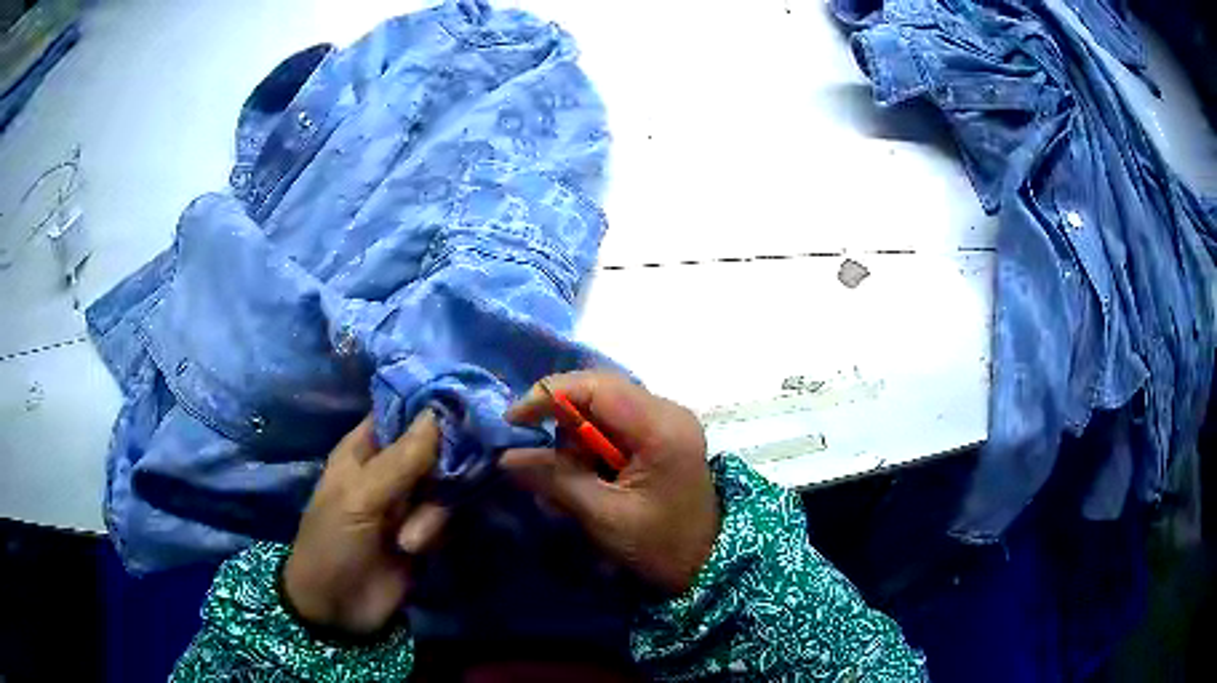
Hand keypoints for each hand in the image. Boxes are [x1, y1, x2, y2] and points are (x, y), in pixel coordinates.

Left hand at [283, 412, 447, 635]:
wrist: (340, 608)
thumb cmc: (333, 543)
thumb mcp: (359, 498)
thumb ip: (401, 459)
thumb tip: (436, 412)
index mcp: (363, 450)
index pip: (399, 411)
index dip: (428, 404)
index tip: (462, 403)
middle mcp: (390, 469)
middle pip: (432, 446)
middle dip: (441, 465)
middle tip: (446, 480)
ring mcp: (409, 501)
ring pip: (445, 482)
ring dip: (433, 512)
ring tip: (410, 540)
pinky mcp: (427, 530)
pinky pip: (449, 514)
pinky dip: (438, 530)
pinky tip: (418, 549)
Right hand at [502, 371, 719, 594]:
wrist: (707, 566)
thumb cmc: (660, 546)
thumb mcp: (603, 516)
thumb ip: (555, 480)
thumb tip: (506, 457)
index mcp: (661, 427)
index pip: (596, 386)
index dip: (549, 395)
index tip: (514, 421)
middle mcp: (667, 411)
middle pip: (598, 394)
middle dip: (562, 425)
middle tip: (543, 464)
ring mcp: (666, 422)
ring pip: (601, 411)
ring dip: (575, 445)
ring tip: (568, 490)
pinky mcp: (660, 436)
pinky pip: (613, 428)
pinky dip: (590, 452)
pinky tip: (587, 485)